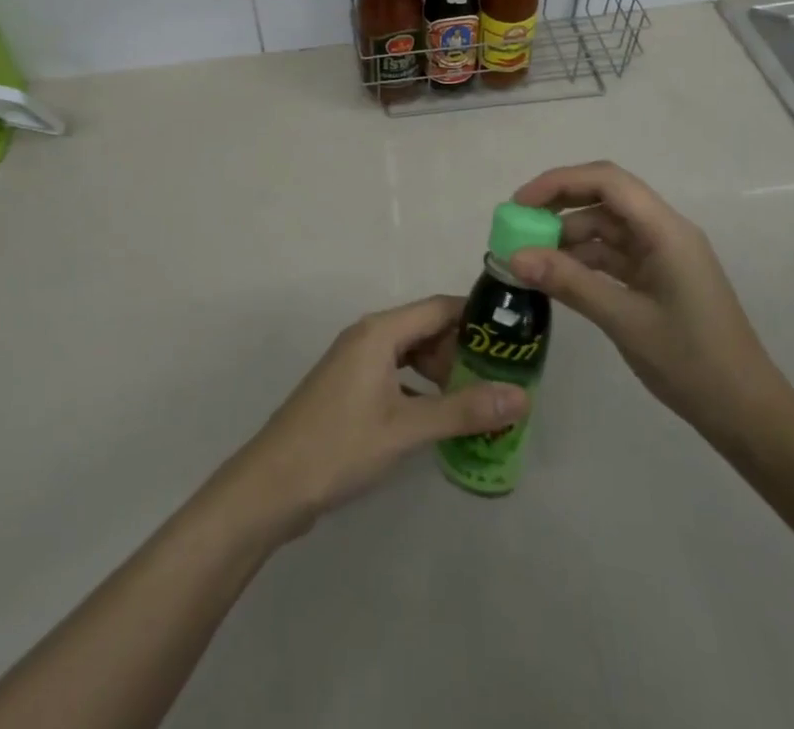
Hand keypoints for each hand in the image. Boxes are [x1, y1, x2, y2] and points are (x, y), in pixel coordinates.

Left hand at [219, 296, 530, 538]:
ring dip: (443, 373)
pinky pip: (397, 375)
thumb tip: (521, 396)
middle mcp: (369, 336)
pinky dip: (421, 390)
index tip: (514, 339)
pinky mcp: (351, 388)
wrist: (272, 485)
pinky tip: (440, 420)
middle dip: (463, 352)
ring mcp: (356, 362)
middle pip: (427, 329)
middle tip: (500, 384)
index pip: (440, 308)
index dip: (477, 319)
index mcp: (380, 331)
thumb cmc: (340, 446)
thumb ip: (463, 410)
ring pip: (412, 354)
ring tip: (478, 404)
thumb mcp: (406, 429)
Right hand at [507, 162, 793, 452]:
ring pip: (605, 227)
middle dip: (558, 206)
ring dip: (567, 236)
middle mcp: (664, 232)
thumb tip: (514, 256)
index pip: (607, 181)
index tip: (519, 204)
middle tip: (516, 226)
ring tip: (528, 257)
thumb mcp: (625, 320)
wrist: (748, 415)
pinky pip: (613, 255)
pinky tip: (556, 276)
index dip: (559, 182)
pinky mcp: (658, 278)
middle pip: (604, 198)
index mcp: (665, 231)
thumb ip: (569, 282)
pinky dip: (582, 260)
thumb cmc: (692, 363)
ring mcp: (662, 256)